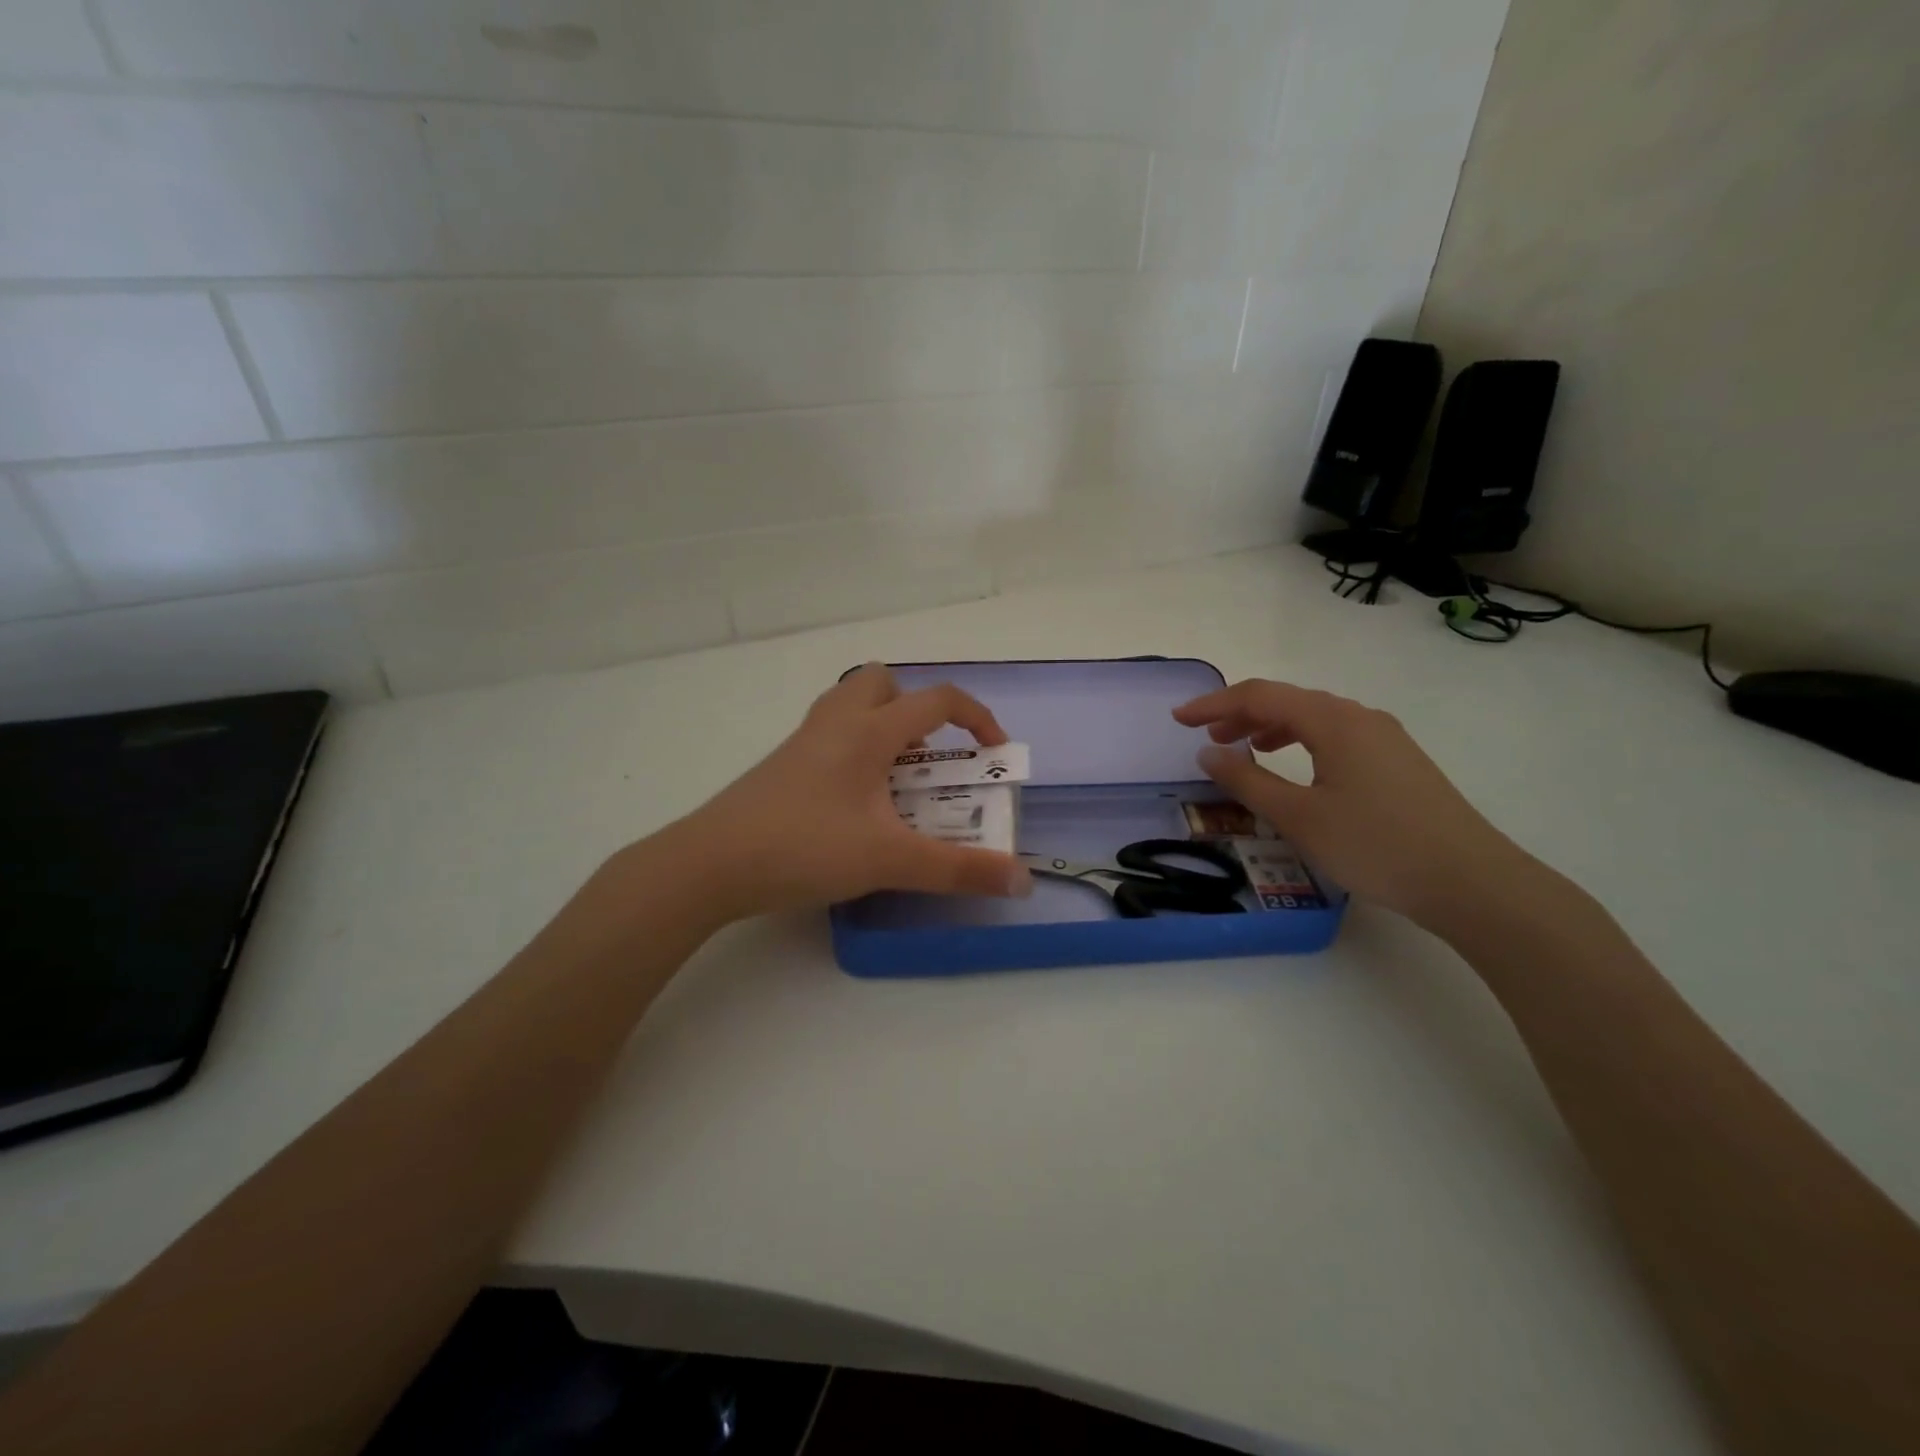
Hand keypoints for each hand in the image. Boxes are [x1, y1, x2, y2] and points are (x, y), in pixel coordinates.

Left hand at [663, 664, 1033, 920]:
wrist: (710, 864)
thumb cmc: (805, 847)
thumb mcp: (890, 860)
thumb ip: (958, 870)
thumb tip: (1021, 880)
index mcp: (868, 731)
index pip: (937, 700)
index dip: (977, 719)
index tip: (995, 754)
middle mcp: (836, 722)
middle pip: (882, 681)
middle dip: (916, 709)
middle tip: (928, 757)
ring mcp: (803, 741)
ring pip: (851, 705)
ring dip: (884, 727)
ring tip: (897, 780)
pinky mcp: (782, 765)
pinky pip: (830, 735)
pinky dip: (856, 749)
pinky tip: (856, 803)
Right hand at [1172, 679, 1538, 929]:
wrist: (1472, 882)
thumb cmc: (1376, 845)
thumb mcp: (1299, 817)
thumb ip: (1247, 781)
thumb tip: (1208, 753)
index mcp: (1333, 721)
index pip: (1260, 696)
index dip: (1214, 705)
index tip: (1179, 720)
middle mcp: (1360, 717)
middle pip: (1288, 701)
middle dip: (1241, 715)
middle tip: (1206, 739)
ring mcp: (1385, 738)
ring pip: (1314, 718)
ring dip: (1271, 728)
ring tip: (1244, 750)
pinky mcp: (1398, 762)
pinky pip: (1336, 736)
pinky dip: (1301, 742)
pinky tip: (1296, 768)